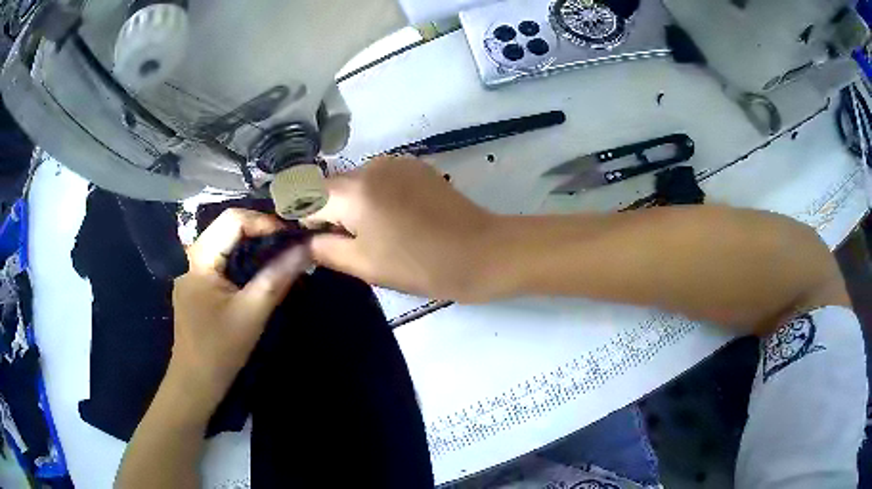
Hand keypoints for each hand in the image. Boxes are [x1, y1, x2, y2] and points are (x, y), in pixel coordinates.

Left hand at [170, 209, 309, 408]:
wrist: (195, 381)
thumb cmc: (220, 349)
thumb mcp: (253, 313)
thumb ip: (278, 277)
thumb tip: (307, 248)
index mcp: (199, 258)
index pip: (233, 219)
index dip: (264, 222)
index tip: (291, 237)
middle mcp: (191, 256)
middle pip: (228, 227)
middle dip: (261, 231)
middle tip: (290, 245)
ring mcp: (192, 270)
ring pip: (226, 242)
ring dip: (254, 245)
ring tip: (281, 255)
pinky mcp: (197, 283)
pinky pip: (222, 259)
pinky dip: (244, 259)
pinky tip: (260, 271)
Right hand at [304, 156, 495, 300]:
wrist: (483, 252)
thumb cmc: (421, 265)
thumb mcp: (364, 264)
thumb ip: (324, 249)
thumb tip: (304, 241)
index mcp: (354, 190)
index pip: (304, 194)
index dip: (301, 218)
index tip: (312, 240)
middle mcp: (371, 165)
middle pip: (331, 186)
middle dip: (327, 212)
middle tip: (347, 244)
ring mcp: (396, 162)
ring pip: (355, 182)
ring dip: (352, 204)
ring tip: (377, 234)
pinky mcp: (416, 166)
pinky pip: (379, 178)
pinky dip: (374, 196)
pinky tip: (396, 219)